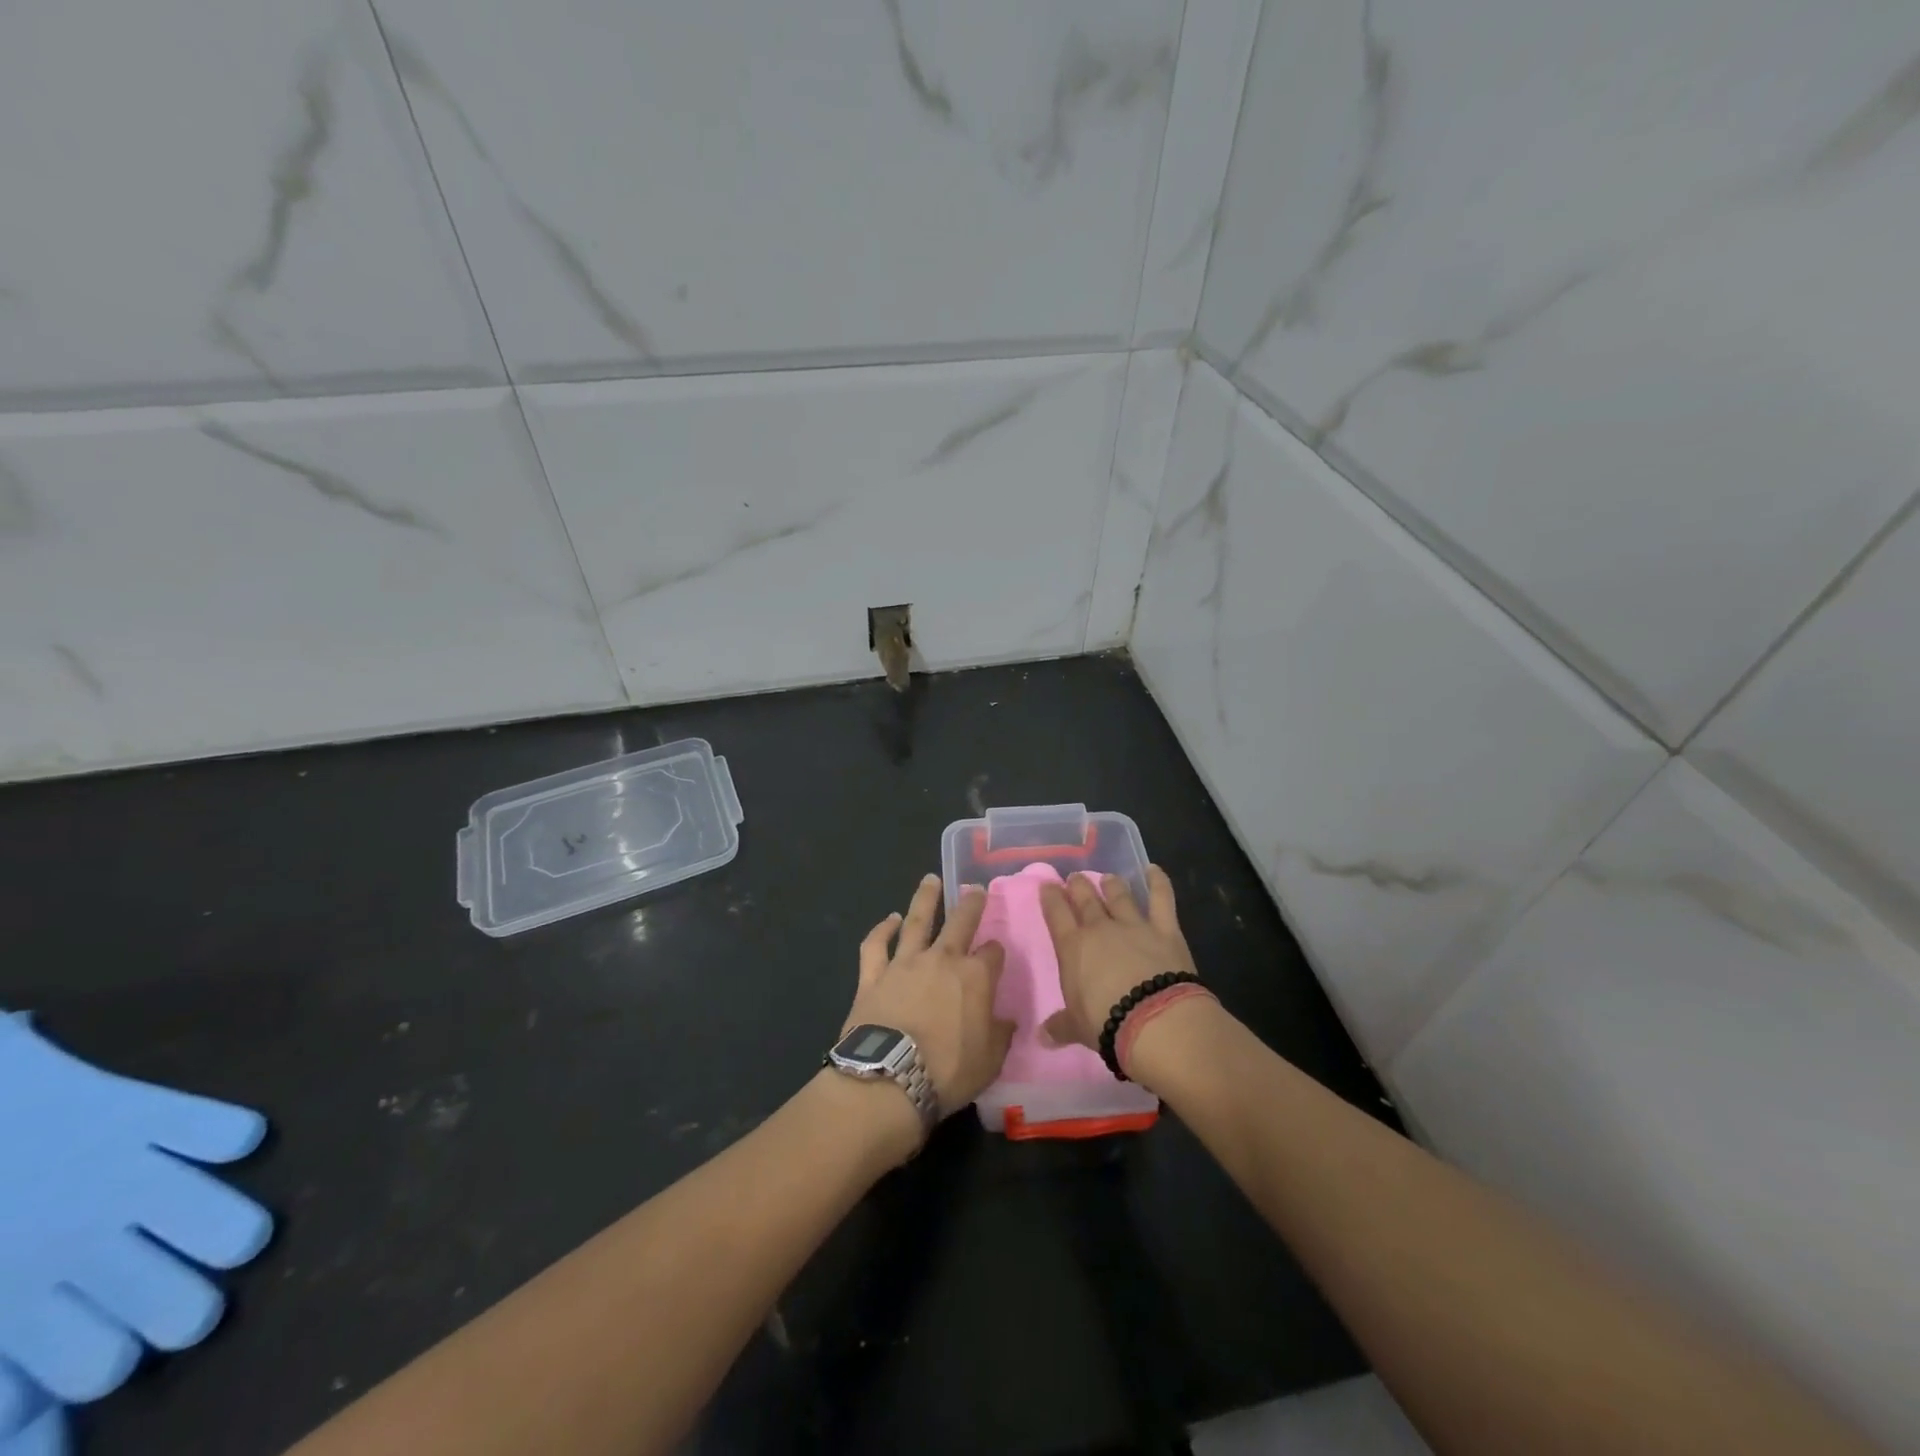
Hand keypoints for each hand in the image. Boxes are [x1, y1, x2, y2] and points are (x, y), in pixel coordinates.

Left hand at [842, 874, 1014, 1120]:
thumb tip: (1007, 1020)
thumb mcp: (990, 1060)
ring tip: (930, 879)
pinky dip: (882, 929)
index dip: (996, 952)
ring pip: (917, 921)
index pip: (993, 953)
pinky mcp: (873, 975)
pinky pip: (876, 945)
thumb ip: (1000, 1034)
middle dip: (971, 903)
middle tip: (975, 888)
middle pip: (960, 922)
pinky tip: (889, 919)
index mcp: (975, 977)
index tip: (996, 954)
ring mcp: (905, 963)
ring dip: (925, 898)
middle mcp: (942, 959)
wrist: (889, 1078)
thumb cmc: (947, 1072)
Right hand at [1039, 866, 1196, 1053]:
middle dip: (1078, 886)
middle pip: (1085, 898)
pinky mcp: (1165, 929)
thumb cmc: (1107, 1024)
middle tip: (1075, 879)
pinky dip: (1159, 882)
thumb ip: (1060, 1026)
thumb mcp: (1077, 1028)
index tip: (1047, 886)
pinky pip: (1161, 899)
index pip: (1056, 913)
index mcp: (1073, 947)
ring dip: (1111, 884)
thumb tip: (1042, 1036)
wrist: (1156, 1021)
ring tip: (1107, 877)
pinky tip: (1154, 870)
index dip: (1050, 897)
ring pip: (1119, 895)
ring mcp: (1134, 925)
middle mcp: (1100, 928)